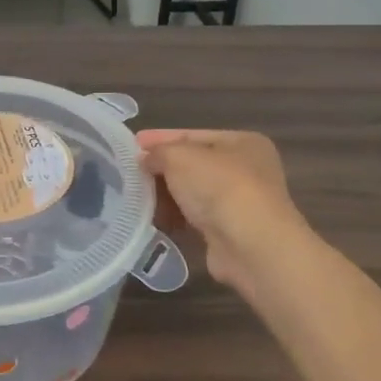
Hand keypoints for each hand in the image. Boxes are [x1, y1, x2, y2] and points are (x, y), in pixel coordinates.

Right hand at [137, 129, 312, 295]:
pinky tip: (154, 219)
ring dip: (166, 195)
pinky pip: (195, 217)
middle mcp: (247, 170)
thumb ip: (158, 152)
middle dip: (161, 169)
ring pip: (193, 192)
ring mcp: (241, 202)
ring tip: (136, 197)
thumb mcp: (179, 157)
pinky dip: (176, 217)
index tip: (130, 144)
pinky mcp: (231, 231)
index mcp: (243, 142)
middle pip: (192, 165)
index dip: (160, 138)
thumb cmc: (219, 187)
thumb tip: (145, 159)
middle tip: (129, 172)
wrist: (251, 246)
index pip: (192, 135)